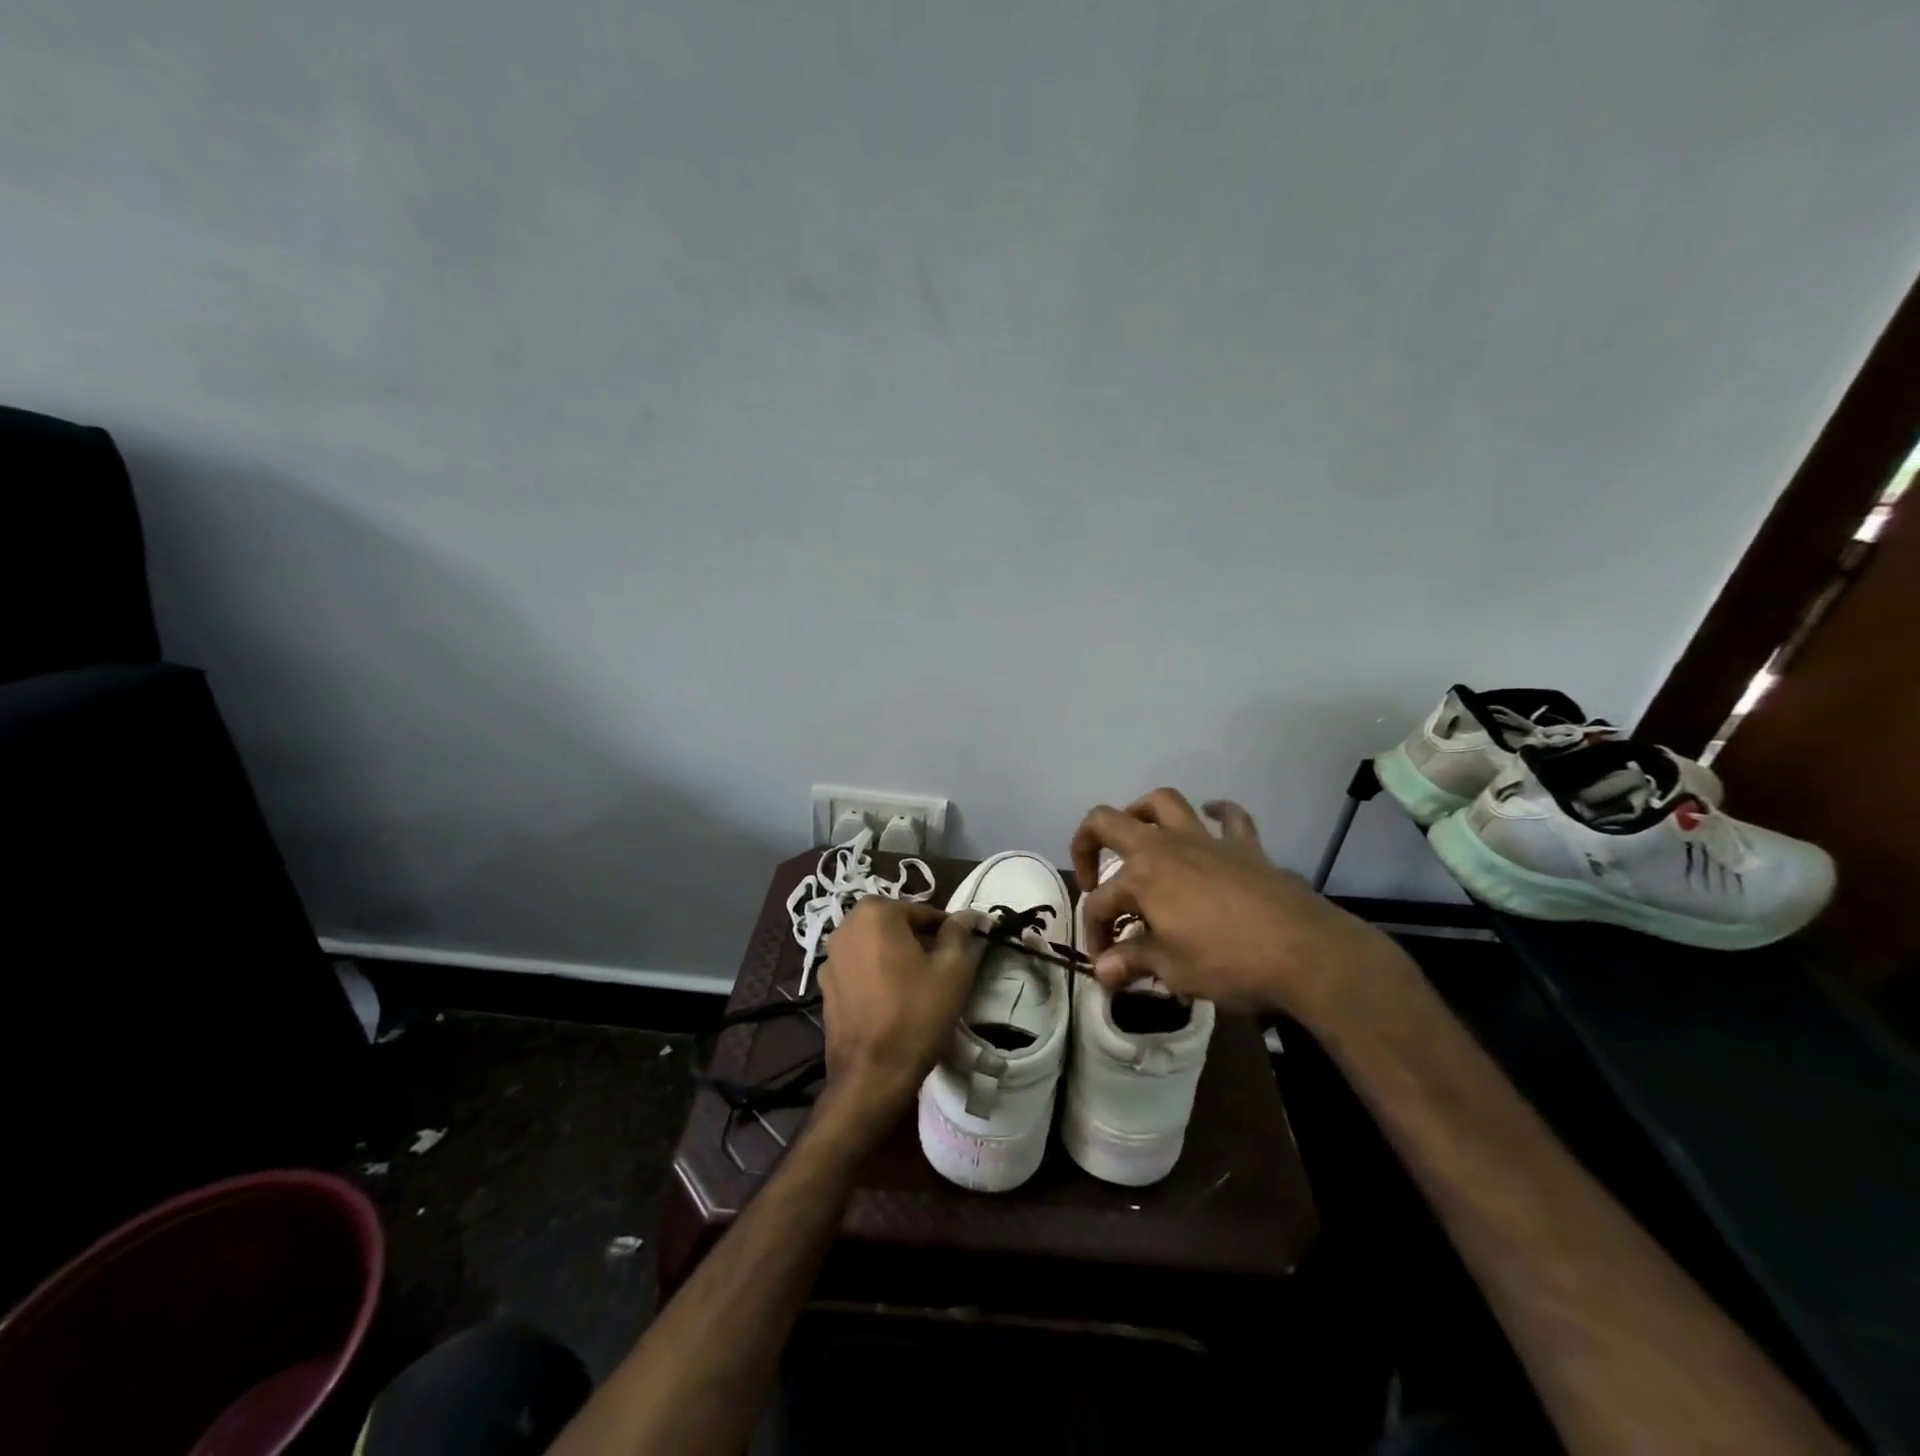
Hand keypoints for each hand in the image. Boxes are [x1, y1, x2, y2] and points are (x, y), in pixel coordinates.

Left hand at [816, 898, 985, 1127]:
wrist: (872, 1074)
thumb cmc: (916, 1014)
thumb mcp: (953, 970)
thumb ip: (960, 934)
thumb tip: (967, 915)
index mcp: (875, 912)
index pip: (924, 913)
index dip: (946, 934)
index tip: (959, 957)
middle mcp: (845, 926)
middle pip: (896, 927)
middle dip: (919, 944)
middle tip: (941, 973)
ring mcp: (830, 958)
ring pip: (876, 948)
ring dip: (897, 959)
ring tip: (917, 990)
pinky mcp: (824, 987)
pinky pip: (860, 969)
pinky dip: (877, 976)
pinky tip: (892, 1003)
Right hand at [1070, 789, 1411, 1024]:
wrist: (1306, 953)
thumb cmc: (1229, 963)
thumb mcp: (1173, 969)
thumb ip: (1133, 961)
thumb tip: (1103, 972)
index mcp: (1142, 875)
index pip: (1100, 902)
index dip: (1095, 933)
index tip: (1106, 964)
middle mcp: (1165, 846)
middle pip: (1109, 822)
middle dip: (1087, 844)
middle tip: (1090, 876)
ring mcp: (1207, 840)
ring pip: (1163, 803)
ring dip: (1142, 812)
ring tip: (1138, 836)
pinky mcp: (1245, 846)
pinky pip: (1228, 817)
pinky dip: (1216, 814)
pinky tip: (1210, 819)